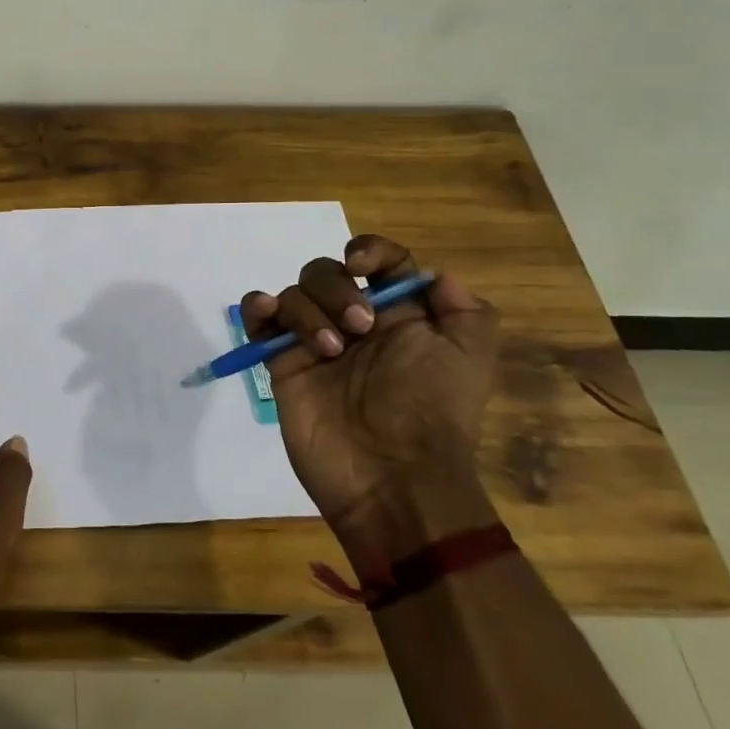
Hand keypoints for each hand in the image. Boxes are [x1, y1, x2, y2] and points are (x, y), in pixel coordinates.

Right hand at [242, 235, 500, 564]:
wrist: (392, 478)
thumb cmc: (433, 413)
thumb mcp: (471, 360)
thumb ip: (466, 311)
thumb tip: (435, 276)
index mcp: (399, 316)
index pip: (379, 261)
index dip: (369, 251)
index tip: (364, 267)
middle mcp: (354, 322)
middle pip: (328, 271)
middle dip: (338, 289)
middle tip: (359, 327)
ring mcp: (314, 342)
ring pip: (294, 292)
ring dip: (308, 310)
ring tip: (329, 350)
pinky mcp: (282, 363)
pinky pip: (259, 319)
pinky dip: (258, 307)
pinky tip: (268, 316)